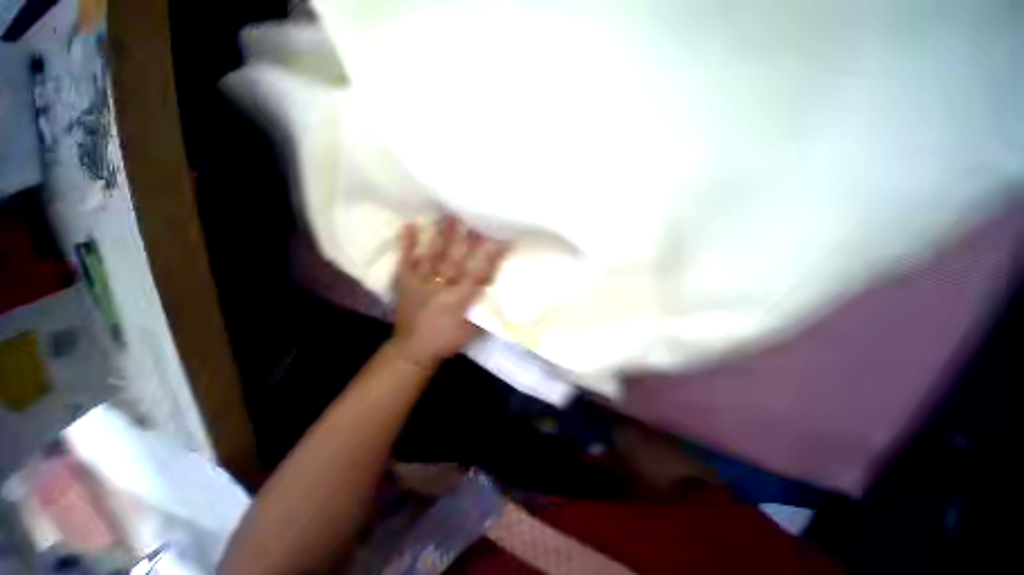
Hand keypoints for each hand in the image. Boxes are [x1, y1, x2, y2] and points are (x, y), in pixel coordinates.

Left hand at [391, 216, 506, 367]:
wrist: (413, 351)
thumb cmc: (446, 340)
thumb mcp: (472, 330)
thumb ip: (483, 308)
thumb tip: (493, 285)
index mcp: (459, 300)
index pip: (479, 274)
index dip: (492, 256)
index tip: (502, 238)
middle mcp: (441, 288)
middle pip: (456, 259)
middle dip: (467, 239)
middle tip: (475, 216)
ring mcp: (421, 283)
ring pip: (433, 255)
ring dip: (441, 235)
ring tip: (448, 214)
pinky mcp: (405, 283)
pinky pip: (405, 261)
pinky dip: (407, 244)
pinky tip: (409, 224)